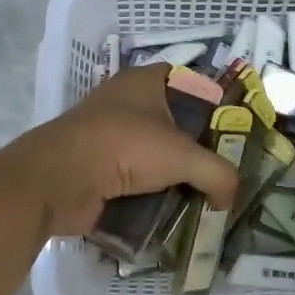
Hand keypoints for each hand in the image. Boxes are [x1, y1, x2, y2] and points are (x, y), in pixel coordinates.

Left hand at [2, 67, 239, 239]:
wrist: (58, 180)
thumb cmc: (124, 147)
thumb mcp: (183, 156)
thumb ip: (217, 173)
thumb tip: (230, 197)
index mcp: (145, 81)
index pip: (190, 83)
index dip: (214, 104)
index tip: (237, 131)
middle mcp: (127, 103)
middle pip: (175, 123)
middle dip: (198, 148)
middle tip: (226, 172)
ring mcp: (109, 136)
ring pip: (155, 154)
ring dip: (175, 176)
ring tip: (206, 198)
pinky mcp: (98, 167)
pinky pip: (135, 180)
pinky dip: (152, 195)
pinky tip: (174, 212)